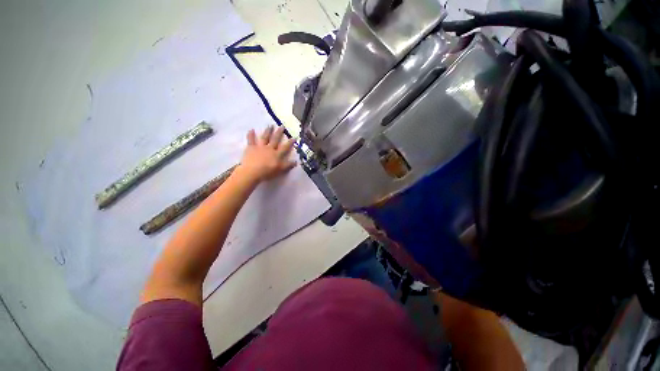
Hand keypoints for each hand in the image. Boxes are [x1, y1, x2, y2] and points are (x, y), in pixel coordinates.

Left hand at [239, 126, 296, 182]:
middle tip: (282, 126)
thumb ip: (288, 165)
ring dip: (268, 131)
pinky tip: (251, 129)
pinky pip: (251, 140)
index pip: (285, 147)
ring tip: (270, 126)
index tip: (294, 137)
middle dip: (279, 133)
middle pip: (275, 139)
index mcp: (277, 154)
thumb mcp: (280, 170)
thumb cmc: (267, 172)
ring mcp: (260, 147)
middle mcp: (269, 148)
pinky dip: (251, 135)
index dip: (290, 142)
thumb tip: (296, 162)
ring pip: (265, 138)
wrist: (253, 171)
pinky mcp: (251, 148)